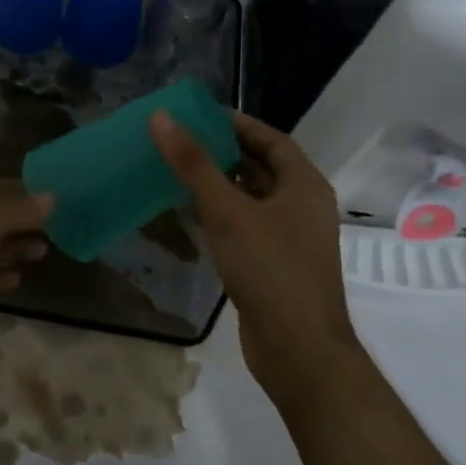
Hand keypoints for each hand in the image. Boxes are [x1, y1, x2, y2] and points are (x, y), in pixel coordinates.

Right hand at [149, 108, 357, 409]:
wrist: (298, 350)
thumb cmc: (270, 270)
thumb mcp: (228, 211)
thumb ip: (194, 164)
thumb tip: (162, 118)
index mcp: (304, 185)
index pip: (271, 139)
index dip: (237, 124)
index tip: (199, 115)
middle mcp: (302, 206)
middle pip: (260, 167)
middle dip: (223, 152)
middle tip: (180, 140)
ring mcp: (289, 238)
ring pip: (251, 199)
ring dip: (219, 184)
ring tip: (177, 170)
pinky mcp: (273, 264)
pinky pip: (245, 227)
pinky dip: (220, 216)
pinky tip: (189, 215)